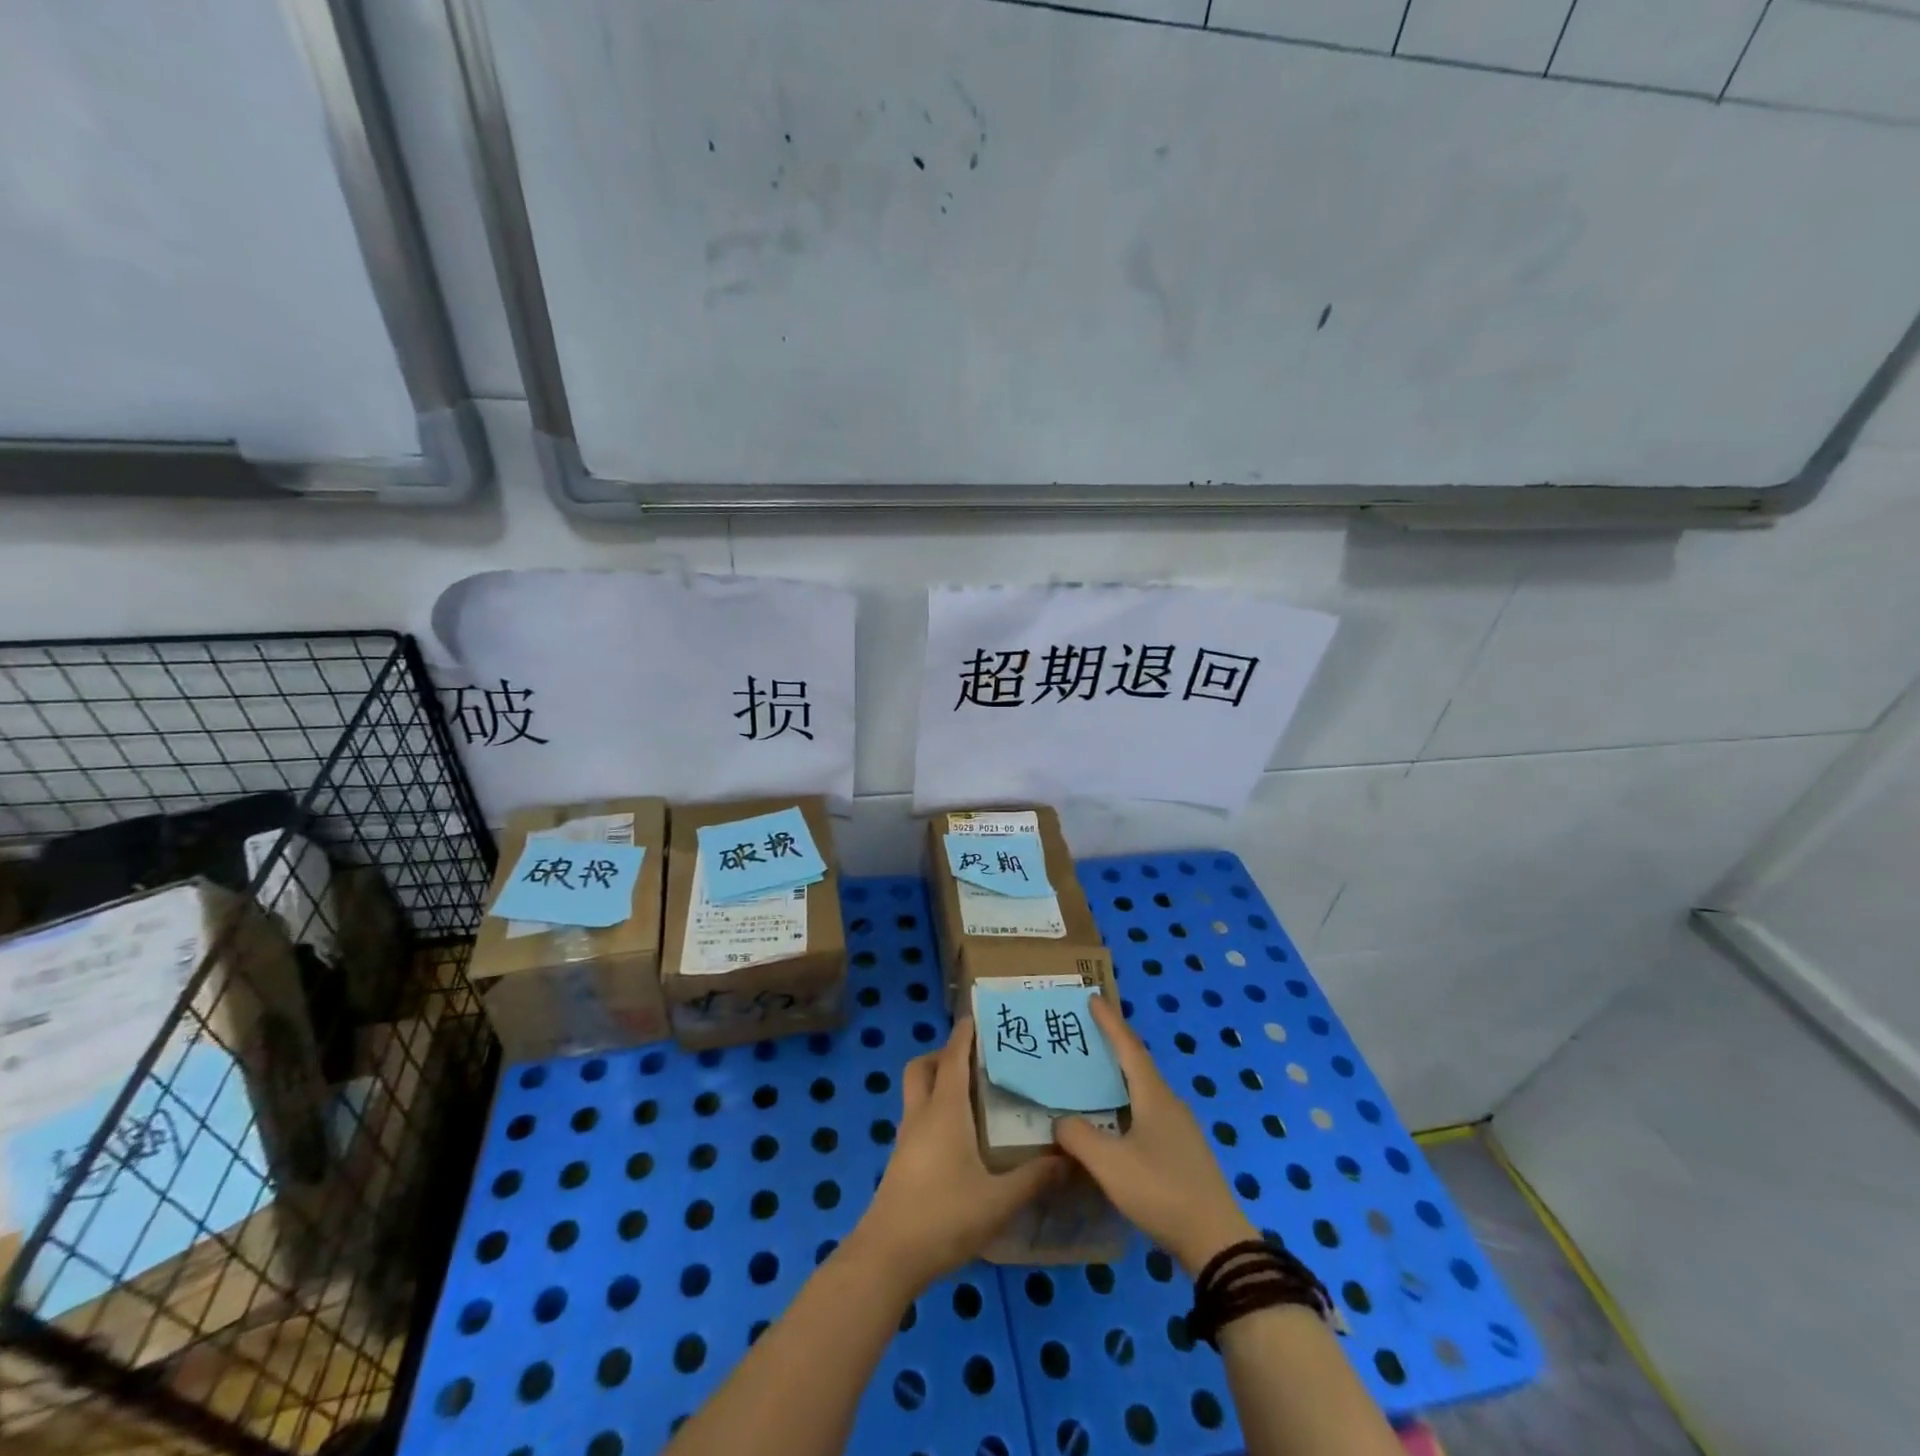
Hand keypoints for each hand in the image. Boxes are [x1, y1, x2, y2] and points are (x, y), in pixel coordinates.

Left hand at [852, 1017, 1060, 1292]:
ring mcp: (906, 1138)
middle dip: (943, 1054)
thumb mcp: (998, 1201)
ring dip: (937, 1082)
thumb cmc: (943, 1217)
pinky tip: (959, 1137)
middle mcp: (921, 1114)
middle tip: (974, 1059)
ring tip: (973, 1095)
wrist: (887, 1257)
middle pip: (923, 1066)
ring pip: (916, 1092)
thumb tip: (1069, 1157)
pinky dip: (934, 1111)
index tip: (979, 1016)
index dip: (964, 1033)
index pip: (953, 1057)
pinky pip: (917, 1118)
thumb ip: (1034, 1178)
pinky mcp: (901, 1161)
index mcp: (944, 1110)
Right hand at [1056, 996, 1257, 1275]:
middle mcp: (1169, 1103)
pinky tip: (1114, 1122)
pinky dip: (1127, 1104)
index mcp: (1154, 1096)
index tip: (1093, 998)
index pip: (1128, 1047)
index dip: (1110, 1022)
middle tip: (1086, 1034)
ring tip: (1094, 1075)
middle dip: (1113, 1046)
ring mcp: (1180, 1129)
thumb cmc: (1161, 1191)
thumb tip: (1060, 1121)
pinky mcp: (1182, 1153)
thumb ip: (1079, 1137)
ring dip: (1120, 1077)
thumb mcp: (1110, 1164)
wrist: (1216, 1242)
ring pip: (1144, 1091)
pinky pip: (1148, 1113)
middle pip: (1138, 1064)